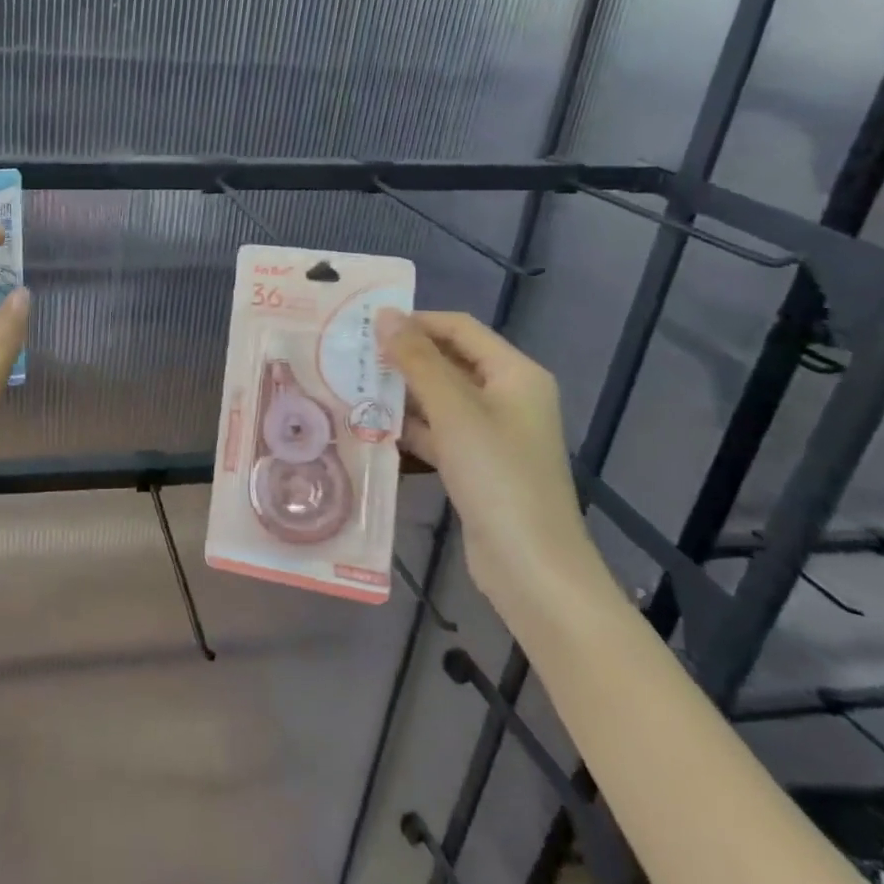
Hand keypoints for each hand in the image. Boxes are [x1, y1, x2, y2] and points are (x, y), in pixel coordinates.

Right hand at [375, 310, 609, 625]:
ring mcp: (493, 433)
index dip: (416, 322)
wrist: (532, 568)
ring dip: (402, 394)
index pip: (460, 328)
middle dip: (404, 359)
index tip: (366, 326)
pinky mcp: (477, 465)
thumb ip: (417, 360)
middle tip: (352, 356)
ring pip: (440, 399)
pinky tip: (372, 427)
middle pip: (450, 362)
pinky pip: (439, 432)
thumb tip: (386, 315)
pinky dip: (410, 428)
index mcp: (515, 374)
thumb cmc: (497, 477)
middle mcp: (507, 396)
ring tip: (352, 387)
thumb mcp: (454, 411)